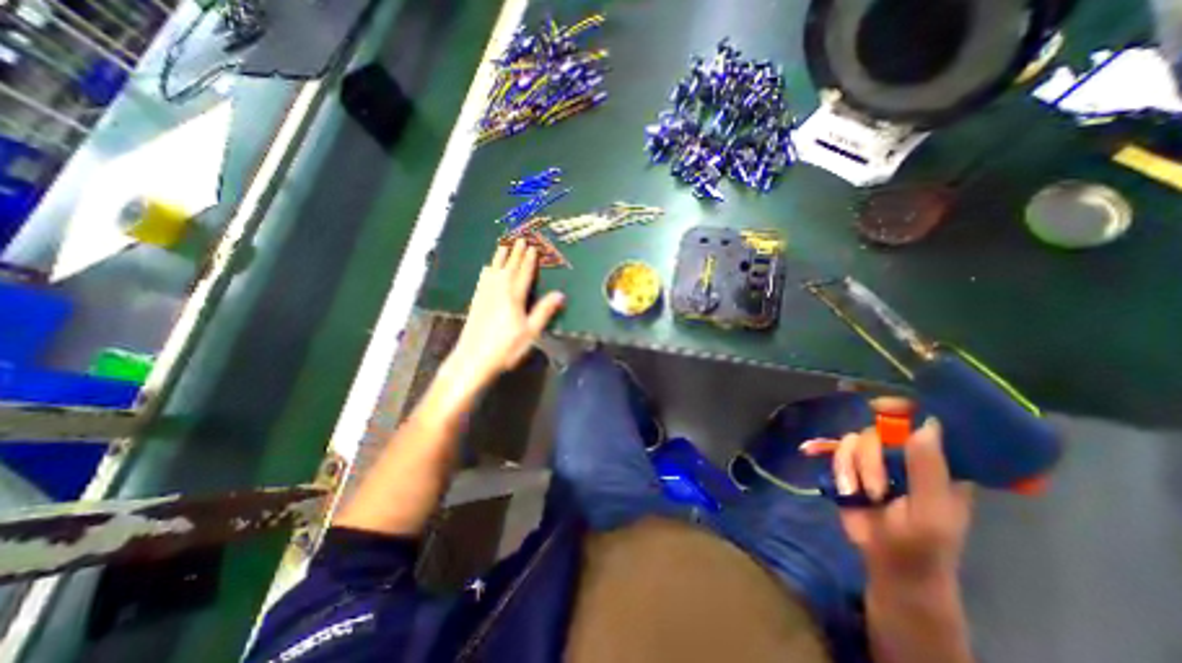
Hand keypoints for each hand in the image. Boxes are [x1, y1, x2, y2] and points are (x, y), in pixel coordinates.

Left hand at [449, 241, 567, 395]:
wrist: (473, 358)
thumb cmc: (506, 347)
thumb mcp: (530, 332)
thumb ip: (544, 311)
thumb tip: (560, 294)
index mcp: (514, 296)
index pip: (524, 274)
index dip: (529, 260)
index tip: (533, 247)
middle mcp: (499, 290)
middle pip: (509, 267)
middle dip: (515, 253)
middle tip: (520, 238)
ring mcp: (485, 294)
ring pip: (494, 269)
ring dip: (500, 256)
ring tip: (504, 244)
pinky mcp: (476, 300)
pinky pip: (483, 278)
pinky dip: (488, 269)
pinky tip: (487, 268)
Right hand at [809, 417, 975, 581]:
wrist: (888, 564)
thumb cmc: (922, 544)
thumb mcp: (931, 510)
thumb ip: (928, 469)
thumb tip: (926, 424)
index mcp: (936, 462)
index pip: (922, 421)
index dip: (902, 408)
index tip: (880, 407)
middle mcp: (903, 454)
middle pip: (877, 431)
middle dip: (869, 460)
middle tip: (876, 490)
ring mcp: (874, 460)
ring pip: (852, 441)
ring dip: (850, 469)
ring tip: (858, 495)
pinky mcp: (850, 467)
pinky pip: (834, 449)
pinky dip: (824, 453)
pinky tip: (809, 451)